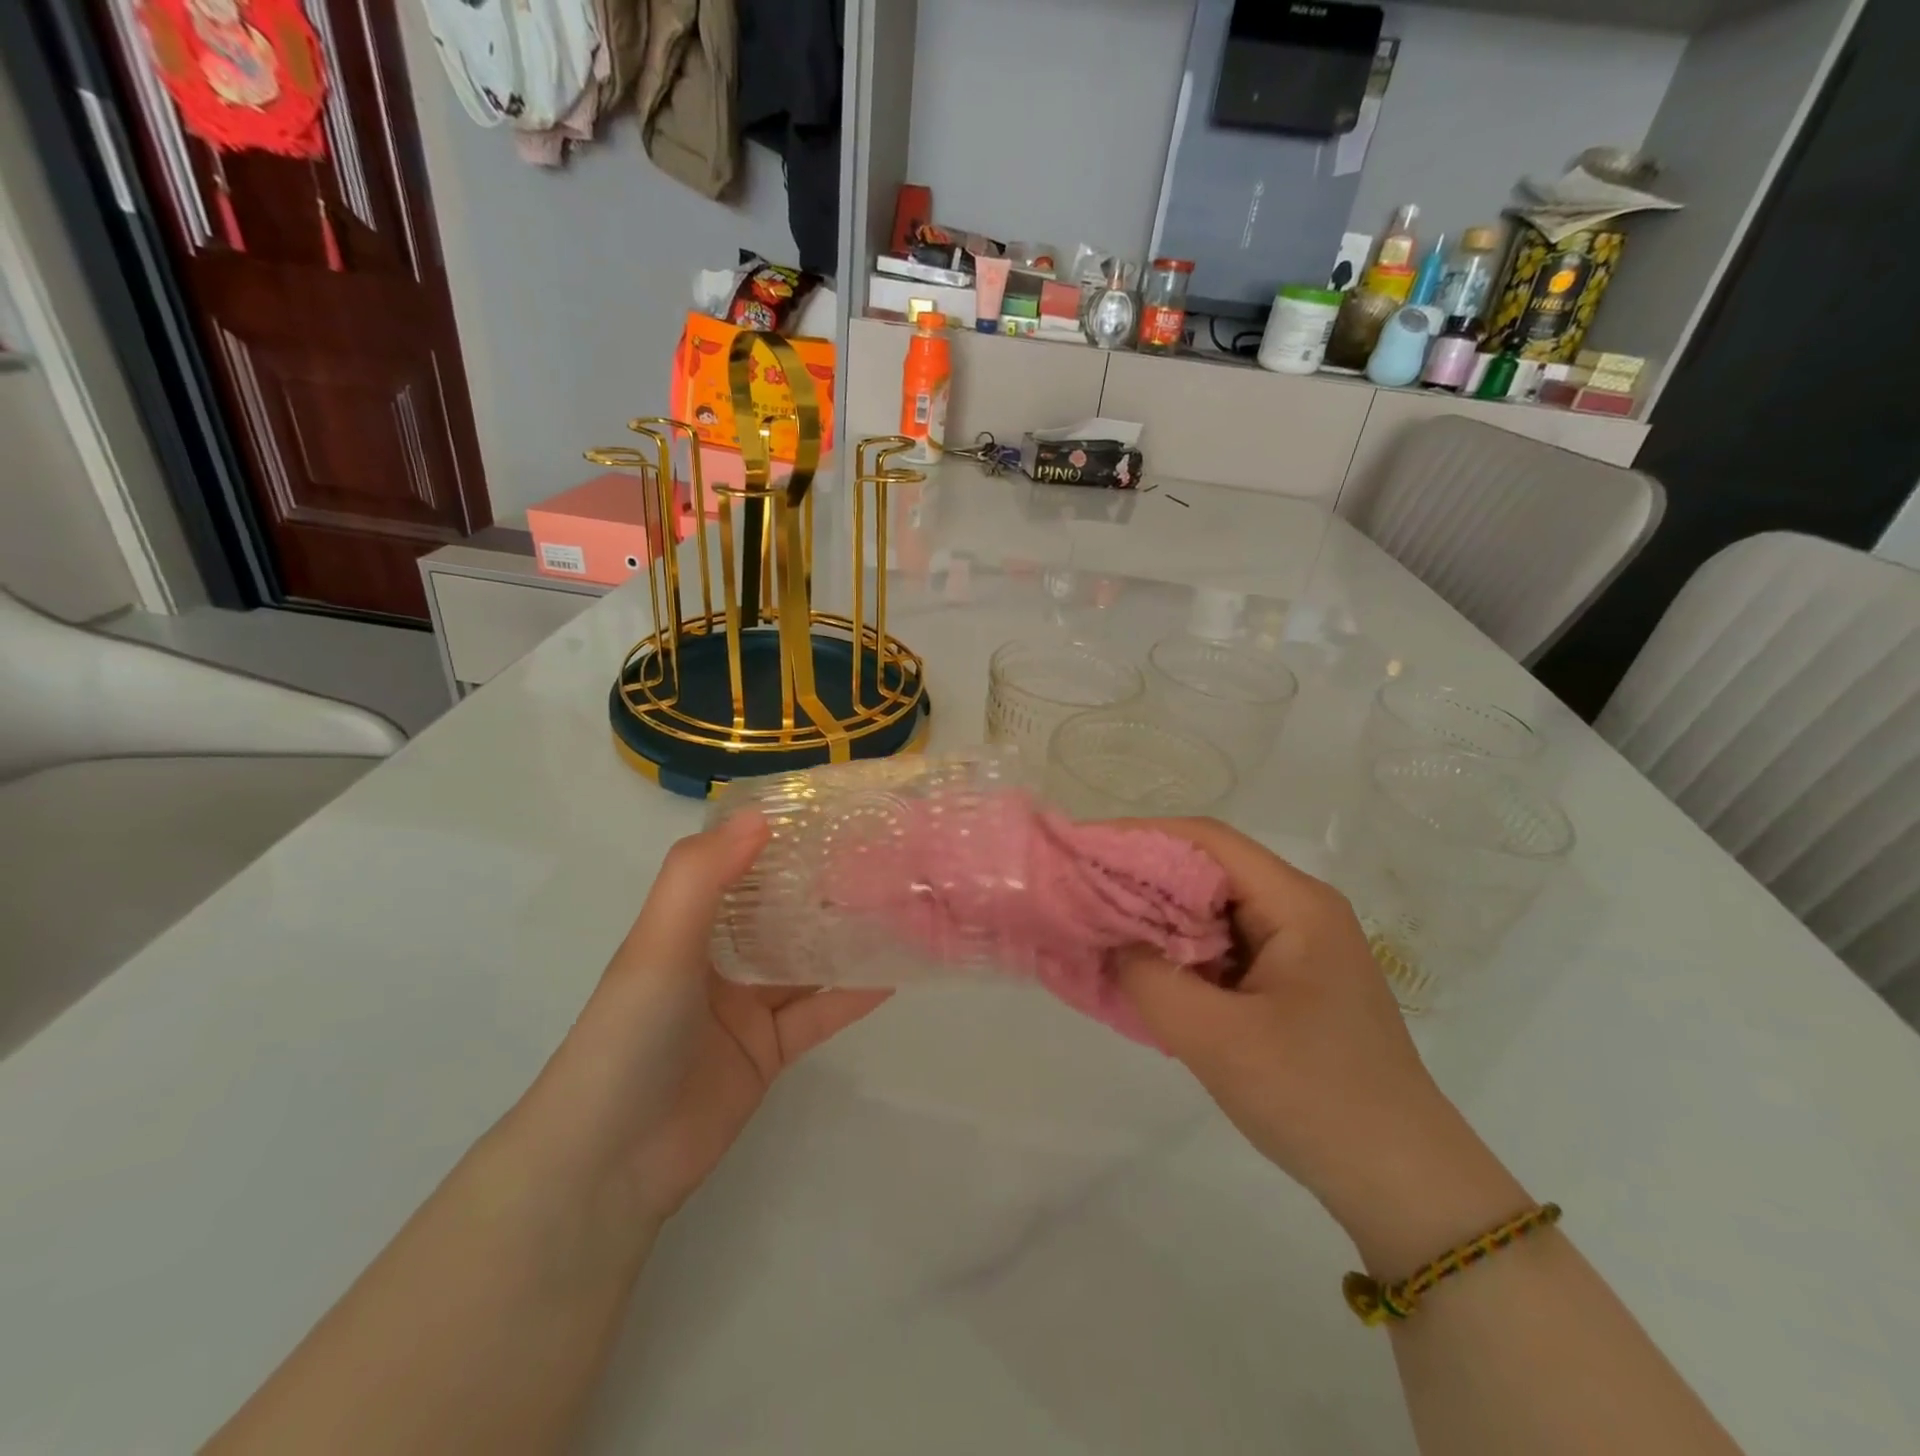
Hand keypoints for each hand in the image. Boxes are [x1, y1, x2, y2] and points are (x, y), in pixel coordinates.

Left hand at [513, 813, 890, 1229]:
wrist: (610, 1161)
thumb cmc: (630, 1034)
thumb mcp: (658, 943)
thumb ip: (701, 875)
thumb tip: (759, 815)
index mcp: (687, 925)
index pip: (739, 867)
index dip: (780, 839)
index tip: (832, 812)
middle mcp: (718, 959)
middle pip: (781, 913)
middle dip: (826, 887)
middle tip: (885, 857)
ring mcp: (746, 1008)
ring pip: (806, 961)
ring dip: (847, 937)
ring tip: (900, 907)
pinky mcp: (769, 1052)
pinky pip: (819, 1013)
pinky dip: (854, 994)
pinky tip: (896, 972)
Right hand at [1114, 818, 1525, 1260]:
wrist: (1404, 1185)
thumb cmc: (1316, 1099)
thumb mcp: (1216, 1039)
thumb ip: (1149, 978)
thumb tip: (1108, 938)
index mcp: (1296, 904)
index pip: (1206, 841)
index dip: (1139, 836)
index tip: (1082, 849)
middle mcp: (1298, 910)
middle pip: (1207, 870)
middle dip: (1140, 876)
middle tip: (1079, 890)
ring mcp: (1296, 947)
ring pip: (1210, 910)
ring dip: (1156, 917)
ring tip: (1098, 926)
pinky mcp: (1288, 982)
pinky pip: (1221, 947)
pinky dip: (1177, 951)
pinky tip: (1141, 969)